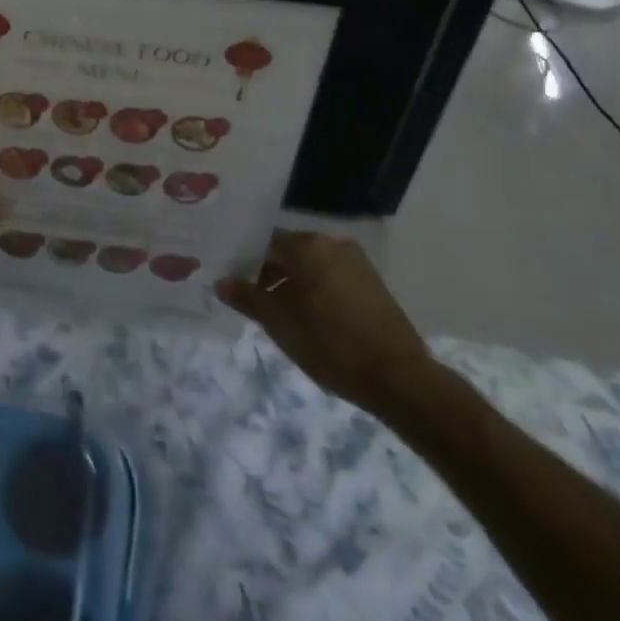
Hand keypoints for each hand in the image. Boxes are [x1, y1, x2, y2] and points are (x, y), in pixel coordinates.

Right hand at [216, 231, 435, 411]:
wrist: (398, 377)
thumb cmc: (330, 345)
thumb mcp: (279, 324)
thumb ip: (248, 298)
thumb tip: (222, 281)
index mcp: (307, 245)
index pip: (264, 243)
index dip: (245, 263)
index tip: (234, 285)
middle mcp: (332, 243)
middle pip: (289, 251)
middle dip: (268, 273)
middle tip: (253, 302)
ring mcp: (356, 261)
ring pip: (311, 265)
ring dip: (293, 283)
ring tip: (280, 314)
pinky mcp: (371, 281)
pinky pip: (331, 276)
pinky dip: (315, 289)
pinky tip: (310, 317)